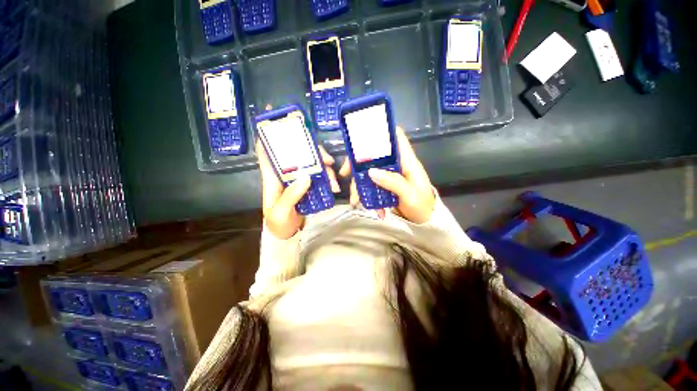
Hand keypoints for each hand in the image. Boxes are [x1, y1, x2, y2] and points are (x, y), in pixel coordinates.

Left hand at [257, 140, 339, 238]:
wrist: (287, 235)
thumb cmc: (278, 223)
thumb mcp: (281, 212)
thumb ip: (291, 196)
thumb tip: (306, 176)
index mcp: (272, 177)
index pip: (267, 152)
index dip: (269, 136)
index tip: (278, 123)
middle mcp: (285, 174)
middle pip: (297, 154)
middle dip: (314, 153)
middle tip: (329, 161)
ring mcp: (297, 179)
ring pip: (311, 164)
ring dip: (325, 169)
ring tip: (335, 184)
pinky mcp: (307, 186)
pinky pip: (318, 176)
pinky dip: (328, 179)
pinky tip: (334, 187)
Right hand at [339, 127, 434, 223]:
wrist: (426, 221)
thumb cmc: (422, 206)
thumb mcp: (409, 195)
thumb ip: (393, 182)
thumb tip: (371, 171)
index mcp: (407, 161)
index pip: (396, 137)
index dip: (381, 132)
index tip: (362, 139)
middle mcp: (397, 165)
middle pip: (375, 155)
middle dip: (358, 163)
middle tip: (345, 174)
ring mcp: (390, 175)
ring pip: (370, 172)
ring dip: (360, 185)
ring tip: (355, 201)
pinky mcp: (386, 186)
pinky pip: (372, 185)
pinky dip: (367, 195)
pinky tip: (369, 207)